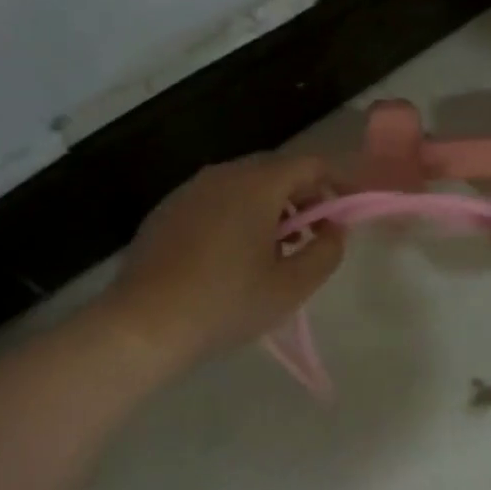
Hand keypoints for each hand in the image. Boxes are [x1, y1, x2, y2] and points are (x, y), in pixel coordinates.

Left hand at [103, 153, 343, 369]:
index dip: (337, 182)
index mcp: (257, 184)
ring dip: (271, 208)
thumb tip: (335, 230)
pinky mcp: (167, 210)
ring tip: (275, 252)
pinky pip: (215, 200)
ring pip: (244, 185)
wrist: (141, 325)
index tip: (348, 211)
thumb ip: (326, 252)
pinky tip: (232, 257)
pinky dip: (238, 215)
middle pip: (277, 171)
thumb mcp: (290, 287)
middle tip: (314, 236)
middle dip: (304, 197)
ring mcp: (191, 189)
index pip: (311, 164)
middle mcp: (223, 174)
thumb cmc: (225, 302)